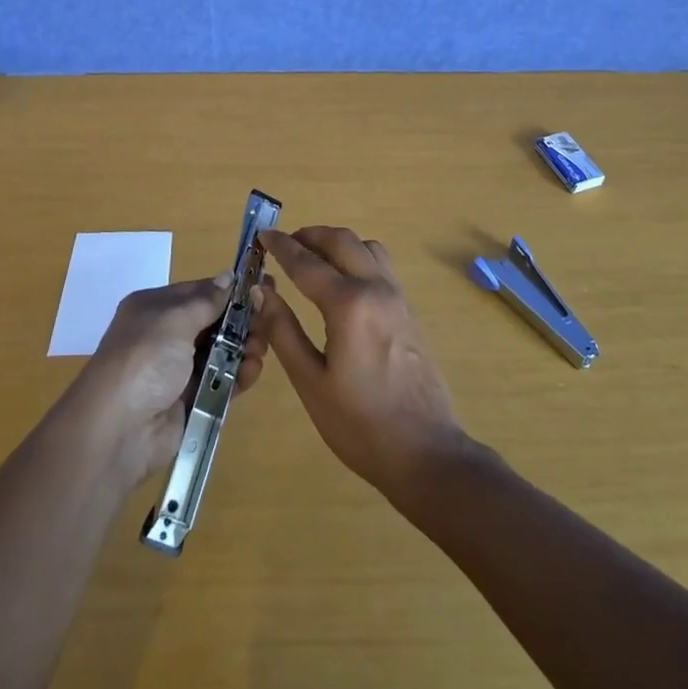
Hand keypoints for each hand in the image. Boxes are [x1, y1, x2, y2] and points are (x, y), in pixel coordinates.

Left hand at [63, 273, 268, 488]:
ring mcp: (177, 371)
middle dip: (241, 321)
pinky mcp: (190, 402)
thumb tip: (228, 276)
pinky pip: (220, 382)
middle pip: (213, 322)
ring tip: (261, 348)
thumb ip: (207, 300)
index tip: (262, 287)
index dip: (230, 290)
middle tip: (269, 319)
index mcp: (155, 308)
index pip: (199, 292)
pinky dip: (239, 375)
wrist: (118, 430)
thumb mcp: (174, 318)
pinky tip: (253, 370)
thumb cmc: (144, 359)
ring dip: (244, 348)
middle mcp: (166, 336)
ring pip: (221, 352)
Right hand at [257, 226, 472, 501]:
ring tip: (312, 259)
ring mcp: (398, 296)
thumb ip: (283, 330)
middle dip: (309, 235)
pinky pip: (381, 264)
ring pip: (366, 246)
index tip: (262, 235)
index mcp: (349, 304)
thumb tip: (261, 290)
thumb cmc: (360, 424)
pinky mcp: (409, 309)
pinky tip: (342, 282)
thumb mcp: (311, 382)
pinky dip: (357, 257)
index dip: (281, 246)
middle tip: (284, 245)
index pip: (307, 262)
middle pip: (341, 240)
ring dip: (336, 243)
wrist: (426, 453)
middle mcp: (376, 288)